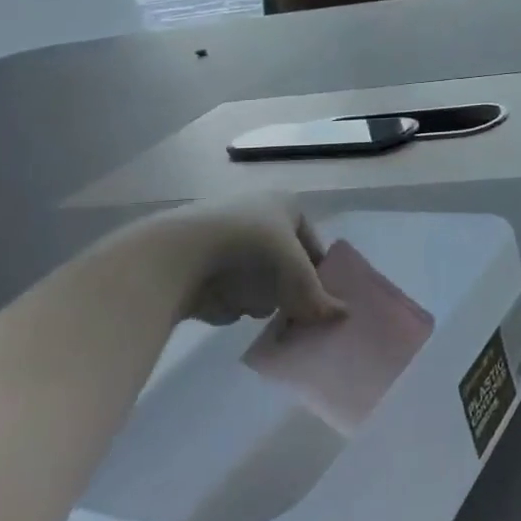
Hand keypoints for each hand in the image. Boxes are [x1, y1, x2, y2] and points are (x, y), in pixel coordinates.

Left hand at [144, 194, 344, 326]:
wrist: (177, 254)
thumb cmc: (251, 249)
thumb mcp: (295, 275)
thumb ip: (317, 297)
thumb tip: (342, 316)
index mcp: (286, 204)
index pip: (312, 245)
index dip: (317, 274)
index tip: (316, 301)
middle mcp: (257, 214)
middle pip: (283, 263)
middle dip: (285, 289)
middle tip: (290, 312)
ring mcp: (225, 237)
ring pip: (255, 277)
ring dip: (256, 297)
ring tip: (253, 310)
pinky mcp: (197, 261)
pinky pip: (225, 288)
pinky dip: (228, 301)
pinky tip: (225, 309)